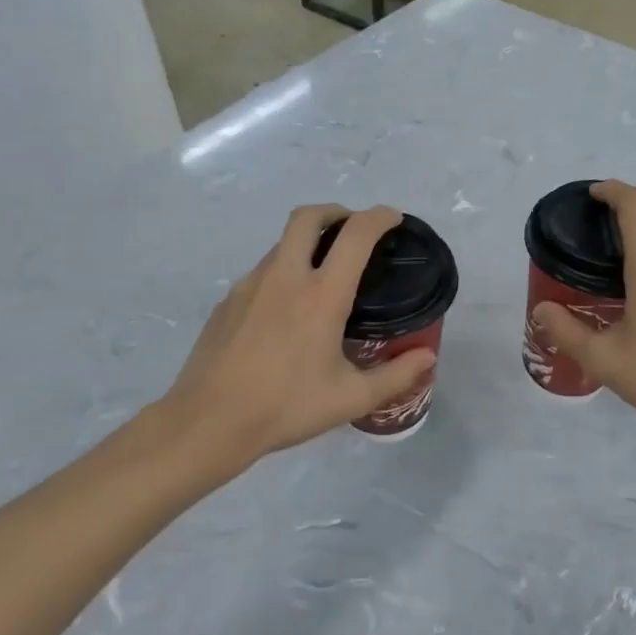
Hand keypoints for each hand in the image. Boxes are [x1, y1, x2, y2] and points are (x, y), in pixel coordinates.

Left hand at [152, 205, 436, 470]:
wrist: (208, 422)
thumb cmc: (285, 407)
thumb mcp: (351, 398)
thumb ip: (396, 375)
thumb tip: (428, 357)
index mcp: (322, 295)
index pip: (356, 234)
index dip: (380, 217)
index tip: (393, 219)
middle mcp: (285, 277)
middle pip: (309, 217)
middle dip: (337, 212)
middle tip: (353, 231)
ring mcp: (251, 284)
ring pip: (283, 242)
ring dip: (308, 241)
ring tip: (324, 273)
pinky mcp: (228, 300)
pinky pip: (263, 269)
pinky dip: (285, 269)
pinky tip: (288, 308)